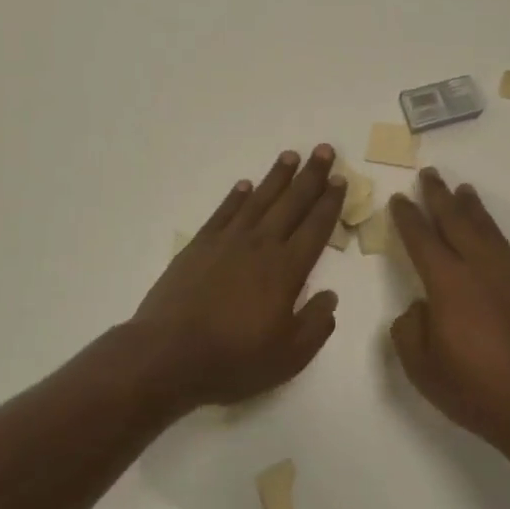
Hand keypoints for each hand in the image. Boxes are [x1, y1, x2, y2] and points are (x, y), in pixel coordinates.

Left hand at [134, 145, 345, 410]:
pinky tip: (245, 185)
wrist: (168, 354)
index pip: (315, 228)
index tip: (340, 179)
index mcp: (287, 270)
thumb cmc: (233, 359)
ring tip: (291, 156)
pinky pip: (223, 212)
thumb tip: (330, 296)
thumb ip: (315, 324)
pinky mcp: (199, 246)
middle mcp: (260, 246)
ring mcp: (227, 242)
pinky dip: (236, 196)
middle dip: (311, 176)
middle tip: (324, 149)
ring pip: (259, 200)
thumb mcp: (289, 356)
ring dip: (276, 177)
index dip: (330, 202)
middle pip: (291, 203)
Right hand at [388, 169, 509, 459]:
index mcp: (448, 283)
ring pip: (487, 229)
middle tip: (429, 174)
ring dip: (471, 208)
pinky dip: (494, 231)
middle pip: (456, 221)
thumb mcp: (422, 368)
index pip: (422, 239)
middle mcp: (480, 268)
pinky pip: (507, 247)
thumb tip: (420, 308)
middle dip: (439, 196)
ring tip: (463, 190)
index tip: (400, 198)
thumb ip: (410, 329)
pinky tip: (490, 233)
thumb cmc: (476, 390)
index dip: (408, 217)